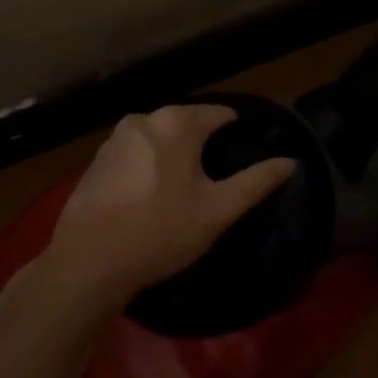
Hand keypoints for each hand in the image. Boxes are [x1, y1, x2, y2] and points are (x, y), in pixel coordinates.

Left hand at [46, 105, 296, 303]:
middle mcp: (144, 118)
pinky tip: (151, 200)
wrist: (87, 263)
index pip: (222, 115)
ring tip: (185, 195)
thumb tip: (290, 161)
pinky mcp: (97, 161)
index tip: (246, 162)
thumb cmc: (160, 231)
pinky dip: (149, 169)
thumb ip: (257, 182)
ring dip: (175, 159)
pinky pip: (136, 156)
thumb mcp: (218, 210)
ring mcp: (115, 138)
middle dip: (205, 149)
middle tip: (217, 185)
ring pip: (160, 141)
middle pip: (189, 125)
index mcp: (177, 122)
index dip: (239, 137)